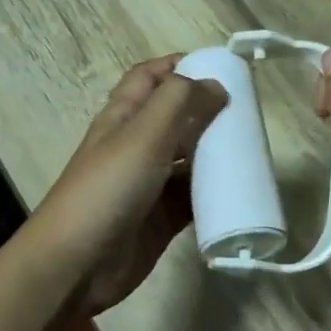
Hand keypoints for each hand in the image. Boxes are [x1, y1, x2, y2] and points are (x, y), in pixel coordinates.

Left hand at [28, 58, 227, 311]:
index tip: (222, 66)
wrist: (76, 265)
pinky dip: (215, 192)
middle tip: (249, 111)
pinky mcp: (162, 219)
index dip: (180, 65)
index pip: (151, 77)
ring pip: (189, 159)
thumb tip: (216, 85)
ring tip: (253, 148)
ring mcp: (149, 184)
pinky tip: (240, 190)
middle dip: (208, 109)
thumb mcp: (143, 134)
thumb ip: (179, 102)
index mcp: (123, 117)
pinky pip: (194, 198)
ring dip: (216, 152)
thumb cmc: (107, 189)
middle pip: (175, 117)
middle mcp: (136, 145)